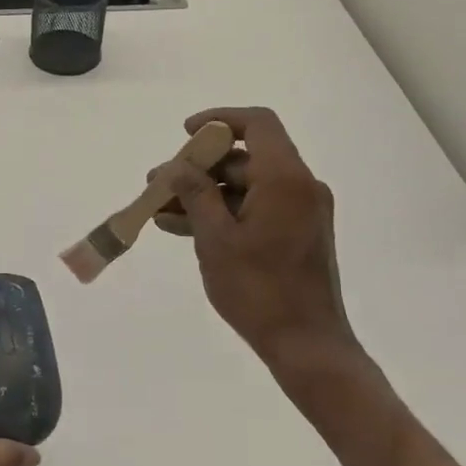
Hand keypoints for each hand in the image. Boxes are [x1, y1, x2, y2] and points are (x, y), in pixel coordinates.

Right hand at [161, 108, 366, 376]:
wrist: (307, 345)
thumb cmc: (259, 290)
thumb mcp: (216, 239)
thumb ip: (195, 194)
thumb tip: (177, 166)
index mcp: (286, 179)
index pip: (257, 124)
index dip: (219, 120)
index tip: (185, 134)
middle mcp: (300, 187)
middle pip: (246, 157)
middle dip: (199, 167)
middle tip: (158, 183)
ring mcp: (300, 212)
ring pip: (246, 186)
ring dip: (204, 194)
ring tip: (160, 209)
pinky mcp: (296, 234)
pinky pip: (255, 209)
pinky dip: (222, 213)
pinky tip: (182, 228)